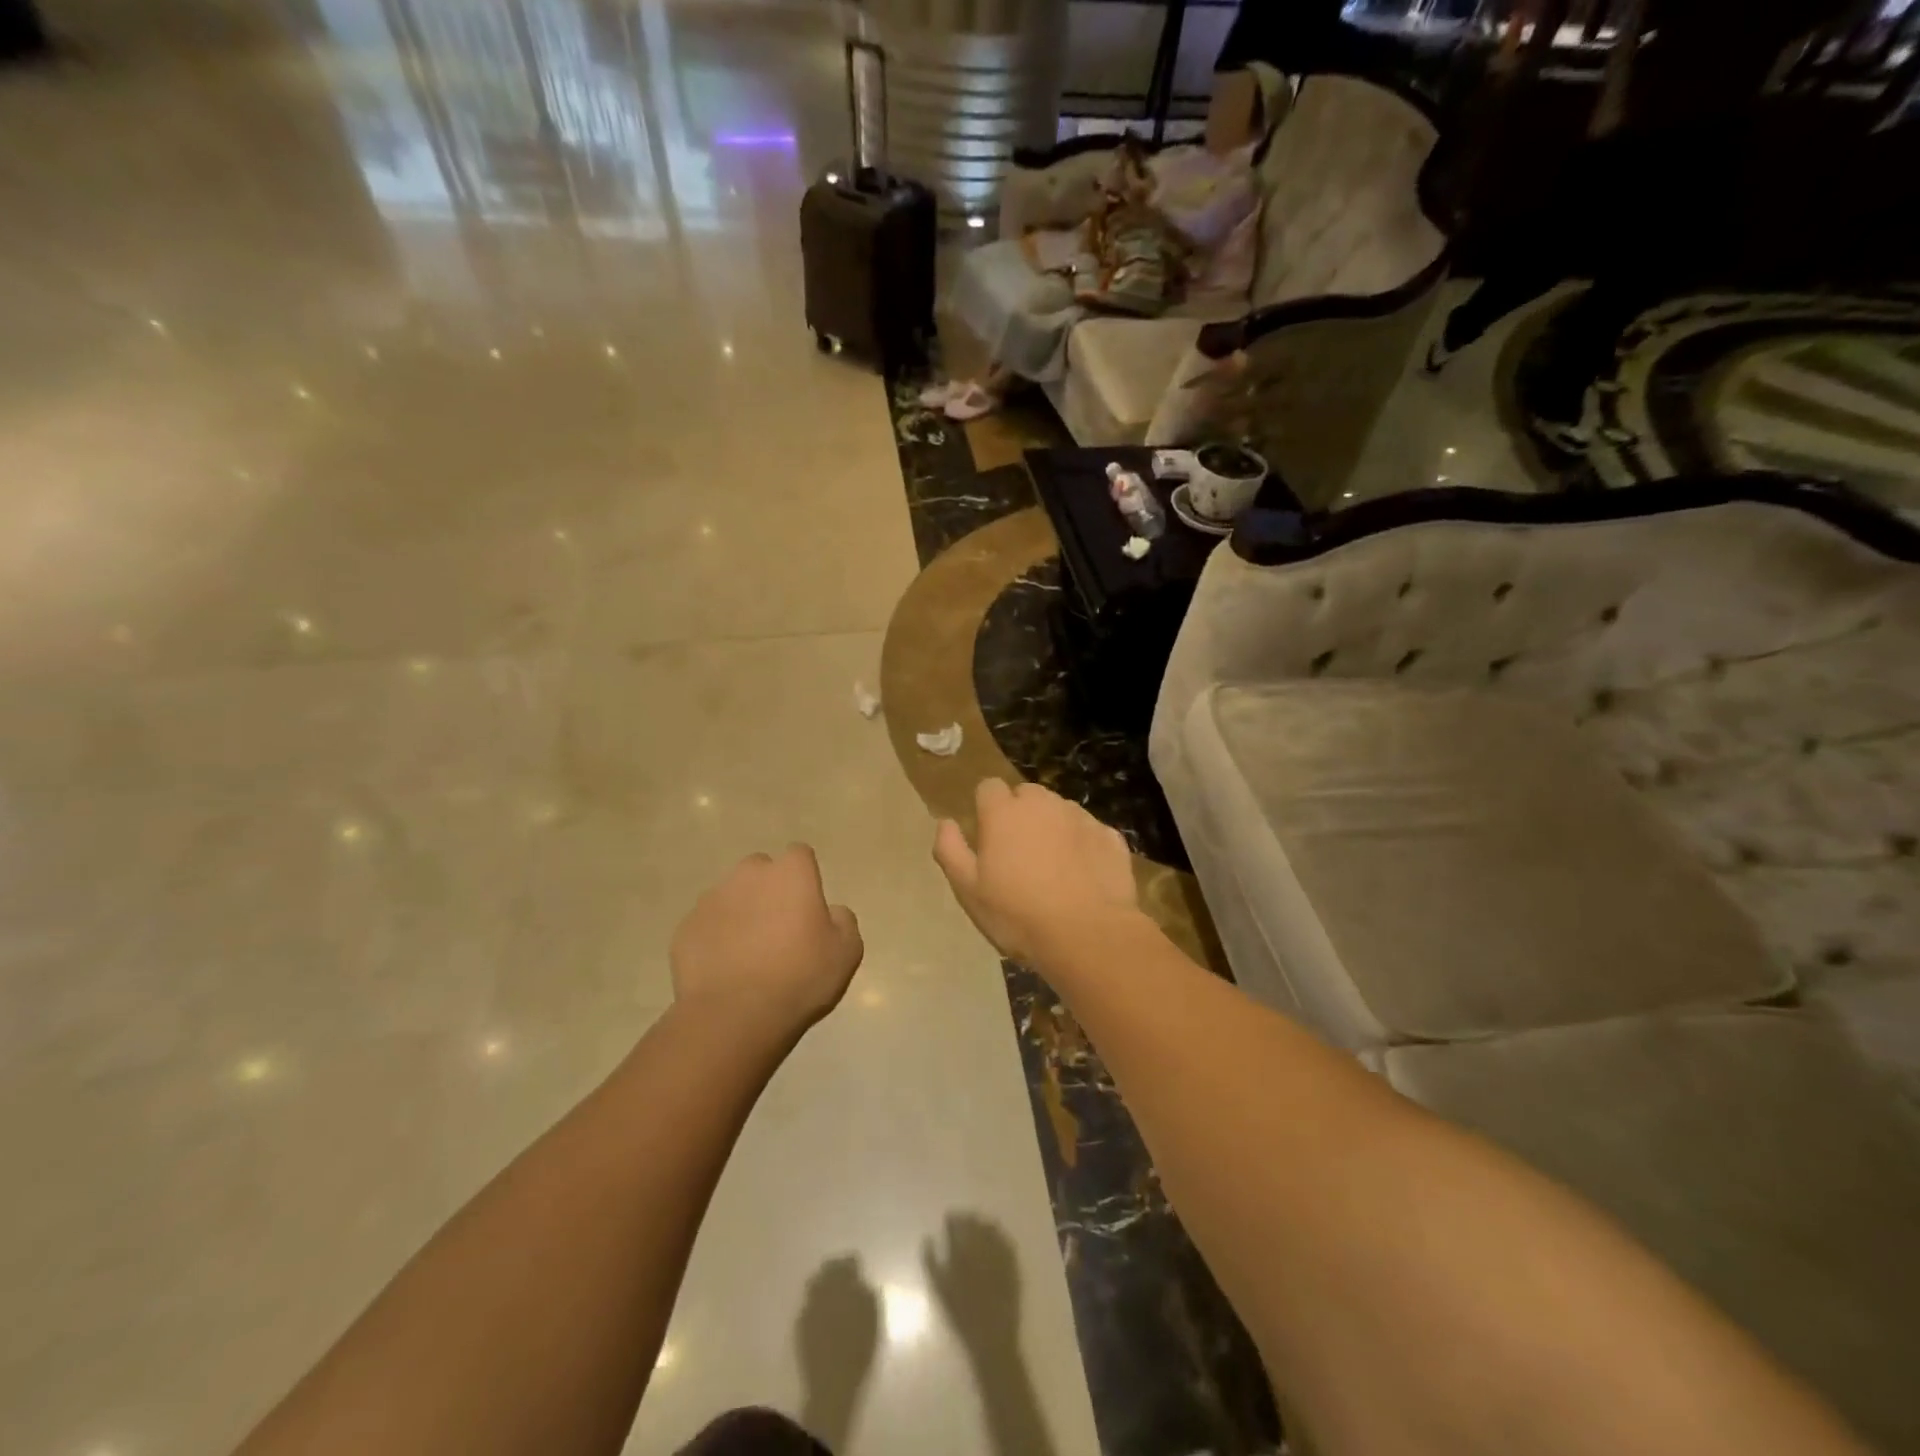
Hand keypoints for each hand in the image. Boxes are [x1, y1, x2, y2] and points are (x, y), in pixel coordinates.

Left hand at [670, 846, 862, 1036]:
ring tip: (749, 953)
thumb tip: (830, 912)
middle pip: (761, 870)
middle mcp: (749, 875)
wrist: (734, 1015)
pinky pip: (707, 925)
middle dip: (769, 890)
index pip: (800, 855)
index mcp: (791, 873)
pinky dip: (716, 938)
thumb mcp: (847, 951)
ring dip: (741, 913)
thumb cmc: (800, 977)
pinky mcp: (686, 927)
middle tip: (779, 929)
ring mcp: (712, 899)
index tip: (808, 908)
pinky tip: (725, 969)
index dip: (805, 878)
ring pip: (731, 896)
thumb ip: (843, 920)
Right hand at [923, 1213, 1021, 1355]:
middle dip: (967, 1219)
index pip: (957, 1226)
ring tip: (977, 1225)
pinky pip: (1006, 1241)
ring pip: (991, 1229)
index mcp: (962, 1254)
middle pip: (974, 1223)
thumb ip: (931, 1262)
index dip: (952, 1219)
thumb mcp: (940, 1291)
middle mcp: (982, 1249)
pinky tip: (995, 1236)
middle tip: (962, 1219)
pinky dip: (999, 1235)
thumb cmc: (962, 1316)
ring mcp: (999, 1255)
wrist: (992, 1338)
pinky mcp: (1013, 1264)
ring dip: (983, 1224)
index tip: (949, 1217)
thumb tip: (927, 1238)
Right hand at [932, 780, 1136, 965]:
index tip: (987, 837)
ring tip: (1054, 868)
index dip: (986, 808)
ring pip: (1060, 811)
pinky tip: (1083, 877)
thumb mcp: (968, 890)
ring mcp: (1081, 817)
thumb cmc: (1017, 914)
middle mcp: (1043, 803)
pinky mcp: (1110, 836)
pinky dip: (1084, 846)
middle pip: (1027, 794)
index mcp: (1004, 812)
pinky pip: (1090, 832)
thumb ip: (951, 850)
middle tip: (1019, 854)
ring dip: (1053, 828)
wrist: (1087, 935)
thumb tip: (945, 823)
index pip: (988, 787)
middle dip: (1021, 814)